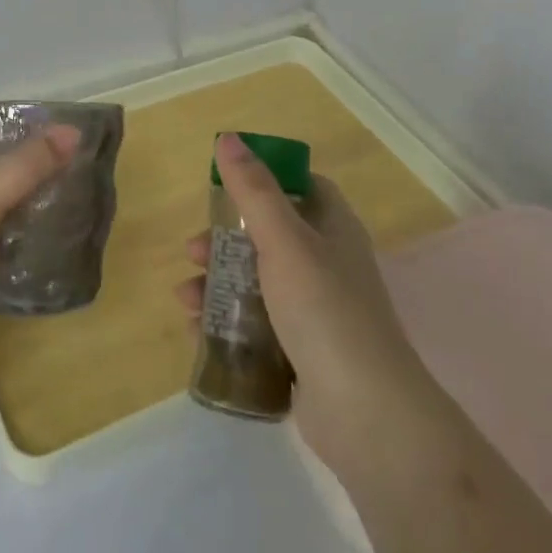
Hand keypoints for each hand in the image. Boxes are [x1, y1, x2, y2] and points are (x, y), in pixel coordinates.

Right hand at [177, 133, 436, 486]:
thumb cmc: (324, 309)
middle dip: (225, 242)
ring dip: (218, 284)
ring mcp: (317, 312)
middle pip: (270, 237)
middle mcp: (329, 265)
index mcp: (334, 229)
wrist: (366, 414)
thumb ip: (253, 190)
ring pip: (258, 284)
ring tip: (185, 298)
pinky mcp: (304, 353)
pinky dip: (227, 323)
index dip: (266, 180)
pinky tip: (197, 330)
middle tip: (193, 251)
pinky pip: (258, 326)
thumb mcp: (284, 240)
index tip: (225, 187)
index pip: (304, 188)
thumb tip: (229, 138)